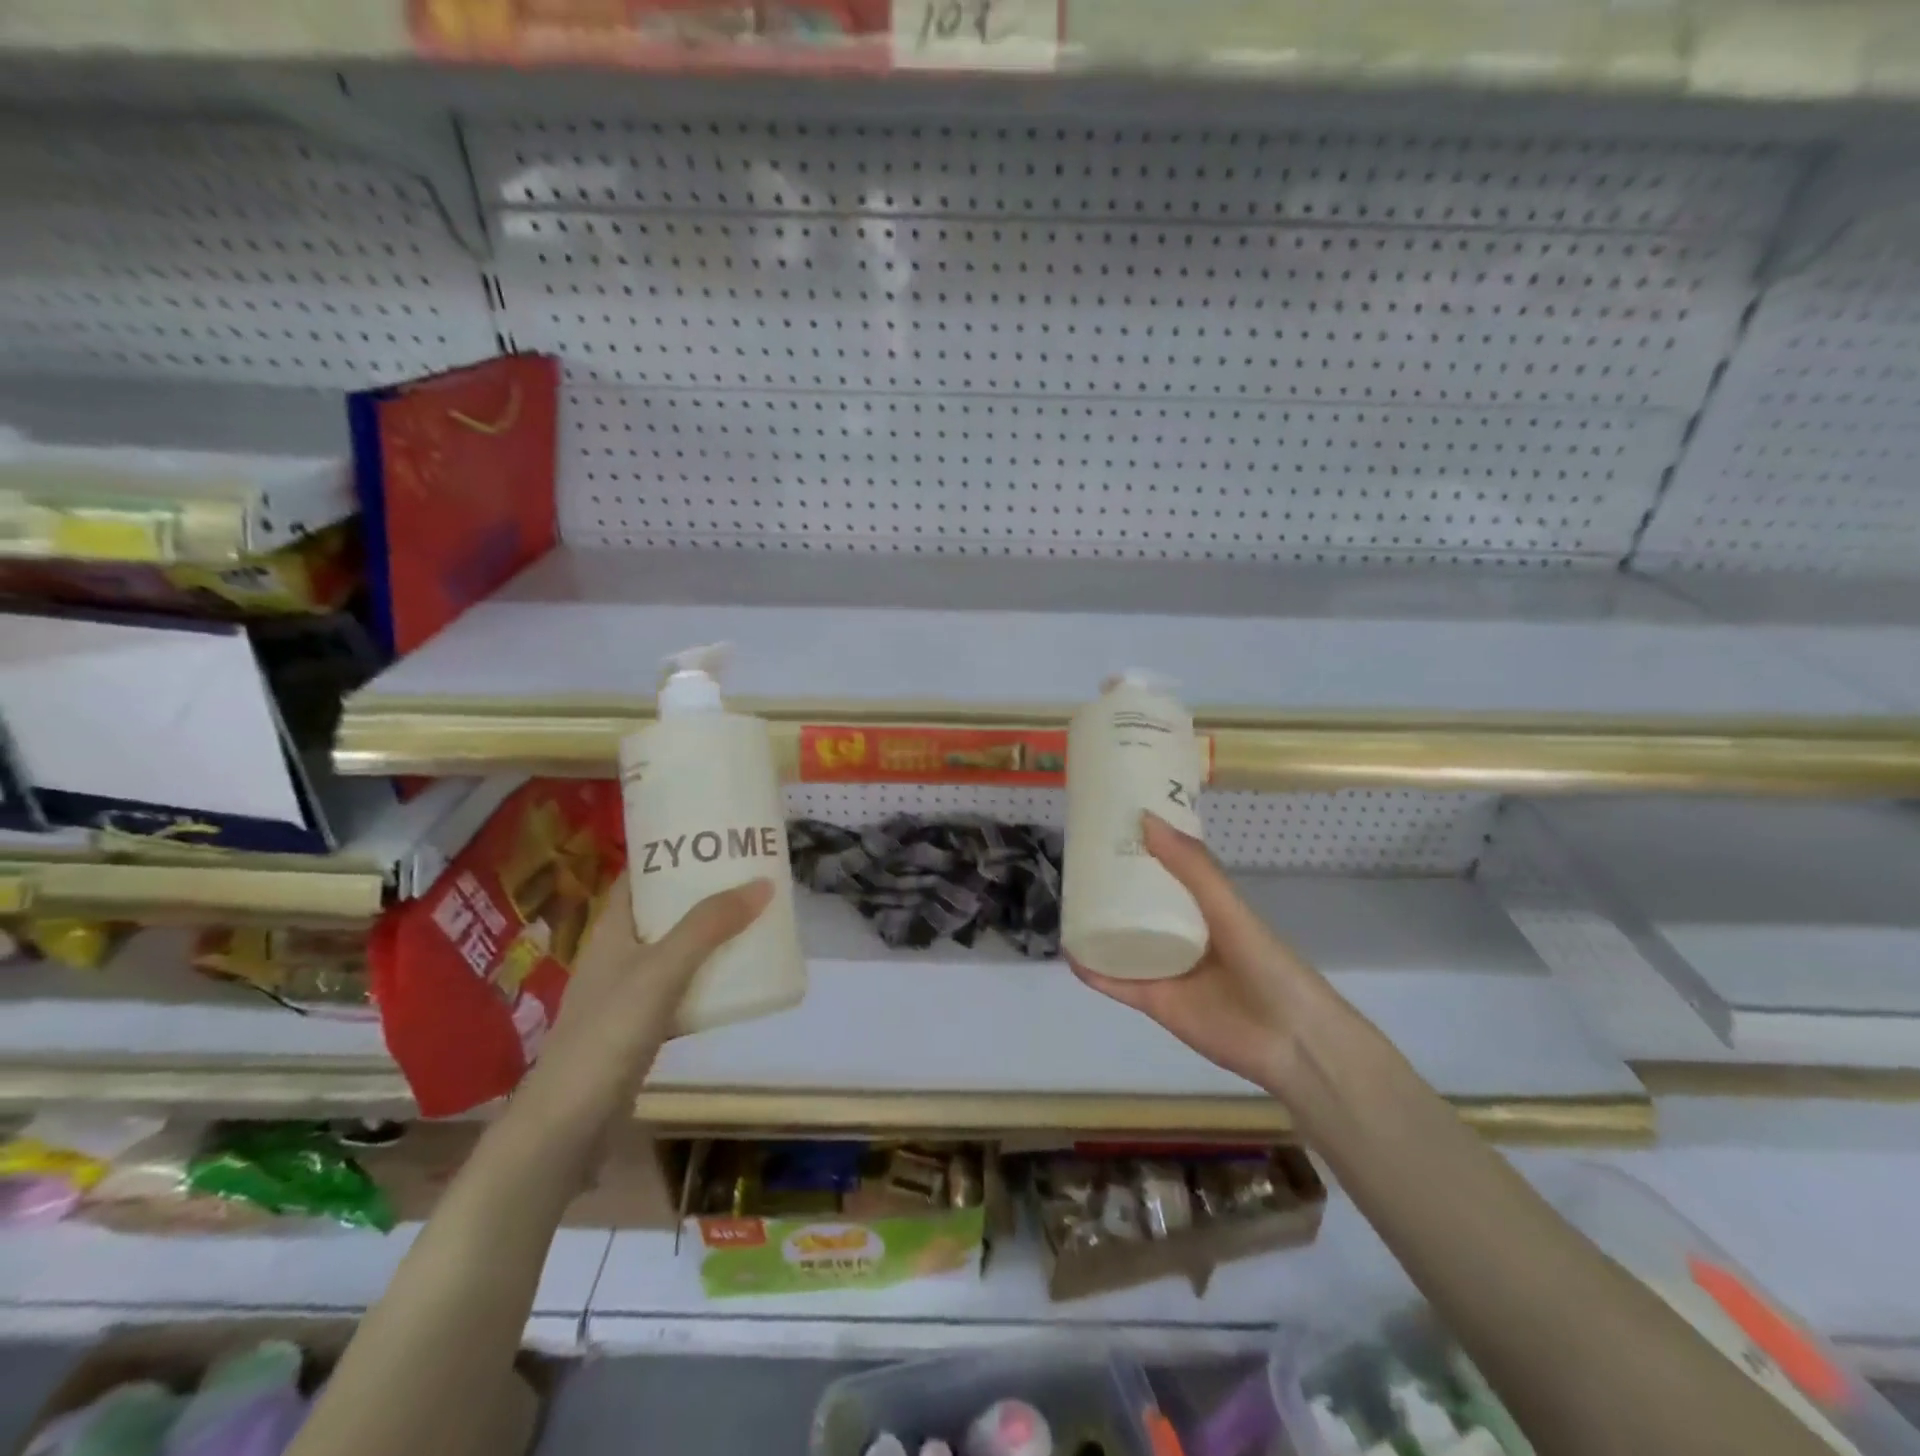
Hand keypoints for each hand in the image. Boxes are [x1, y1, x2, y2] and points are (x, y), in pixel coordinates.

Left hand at [518, 872, 771, 1132]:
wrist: (566, 1127)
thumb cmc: (607, 1034)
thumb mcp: (662, 971)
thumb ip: (708, 927)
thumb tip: (762, 883)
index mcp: (611, 931)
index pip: (638, 876)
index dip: (670, 854)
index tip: (713, 839)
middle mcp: (616, 956)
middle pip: (662, 912)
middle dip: (701, 894)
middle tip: (748, 878)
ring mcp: (626, 995)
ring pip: (673, 951)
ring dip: (707, 936)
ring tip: (751, 920)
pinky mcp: (639, 1029)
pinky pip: (680, 989)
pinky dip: (705, 978)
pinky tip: (735, 980)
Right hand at [1069, 813, 1324, 1093]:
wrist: (1288, 1039)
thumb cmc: (1266, 964)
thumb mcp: (1229, 908)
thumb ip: (1192, 867)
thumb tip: (1146, 819)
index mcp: (1204, 907)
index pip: (1166, 871)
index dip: (1141, 849)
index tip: (1109, 823)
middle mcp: (1181, 934)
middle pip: (1138, 906)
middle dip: (1110, 886)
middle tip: (1076, 859)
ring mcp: (1166, 968)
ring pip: (1122, 942)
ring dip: (1095, 926)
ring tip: (1066, 900)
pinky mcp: (1154, 1001)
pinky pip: (1116, 982)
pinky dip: (1092, 969)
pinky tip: (1070, 952)